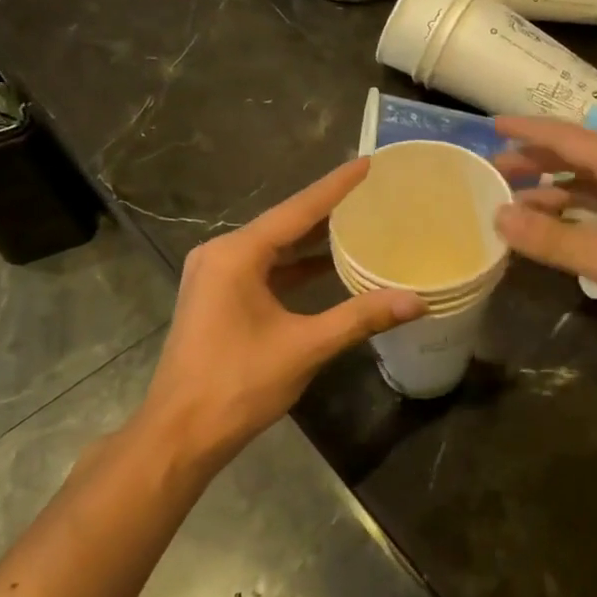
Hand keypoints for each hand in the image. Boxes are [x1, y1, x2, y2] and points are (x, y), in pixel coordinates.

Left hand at [137, 161, 425, 467]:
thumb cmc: (238, 384)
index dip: (335, 186)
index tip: (367, 162)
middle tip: (371, 193)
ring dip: (311, 242)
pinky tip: (326, 268)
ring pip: (272, 249)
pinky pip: (262, 270)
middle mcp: (220, 255)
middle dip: (326, 211)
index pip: (297, 210)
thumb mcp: (305, 347)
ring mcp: (214, 276)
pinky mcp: (216, 298)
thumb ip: (361, 317)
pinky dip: (294, 268)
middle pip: (283, 225)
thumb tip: (417, 301)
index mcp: (236, 255)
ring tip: (357, 224)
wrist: (180, 434)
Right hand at [493, 117, 596, 339]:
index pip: (565, 138)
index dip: (526, 132)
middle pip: (576, 156)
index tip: (491, 126)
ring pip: (589, 182)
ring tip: (516, 201)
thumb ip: (555, 240)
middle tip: (493, 170)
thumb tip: (499, 216)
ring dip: (554, 189)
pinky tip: (557, 226)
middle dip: (535, 160)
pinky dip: (576, 210)